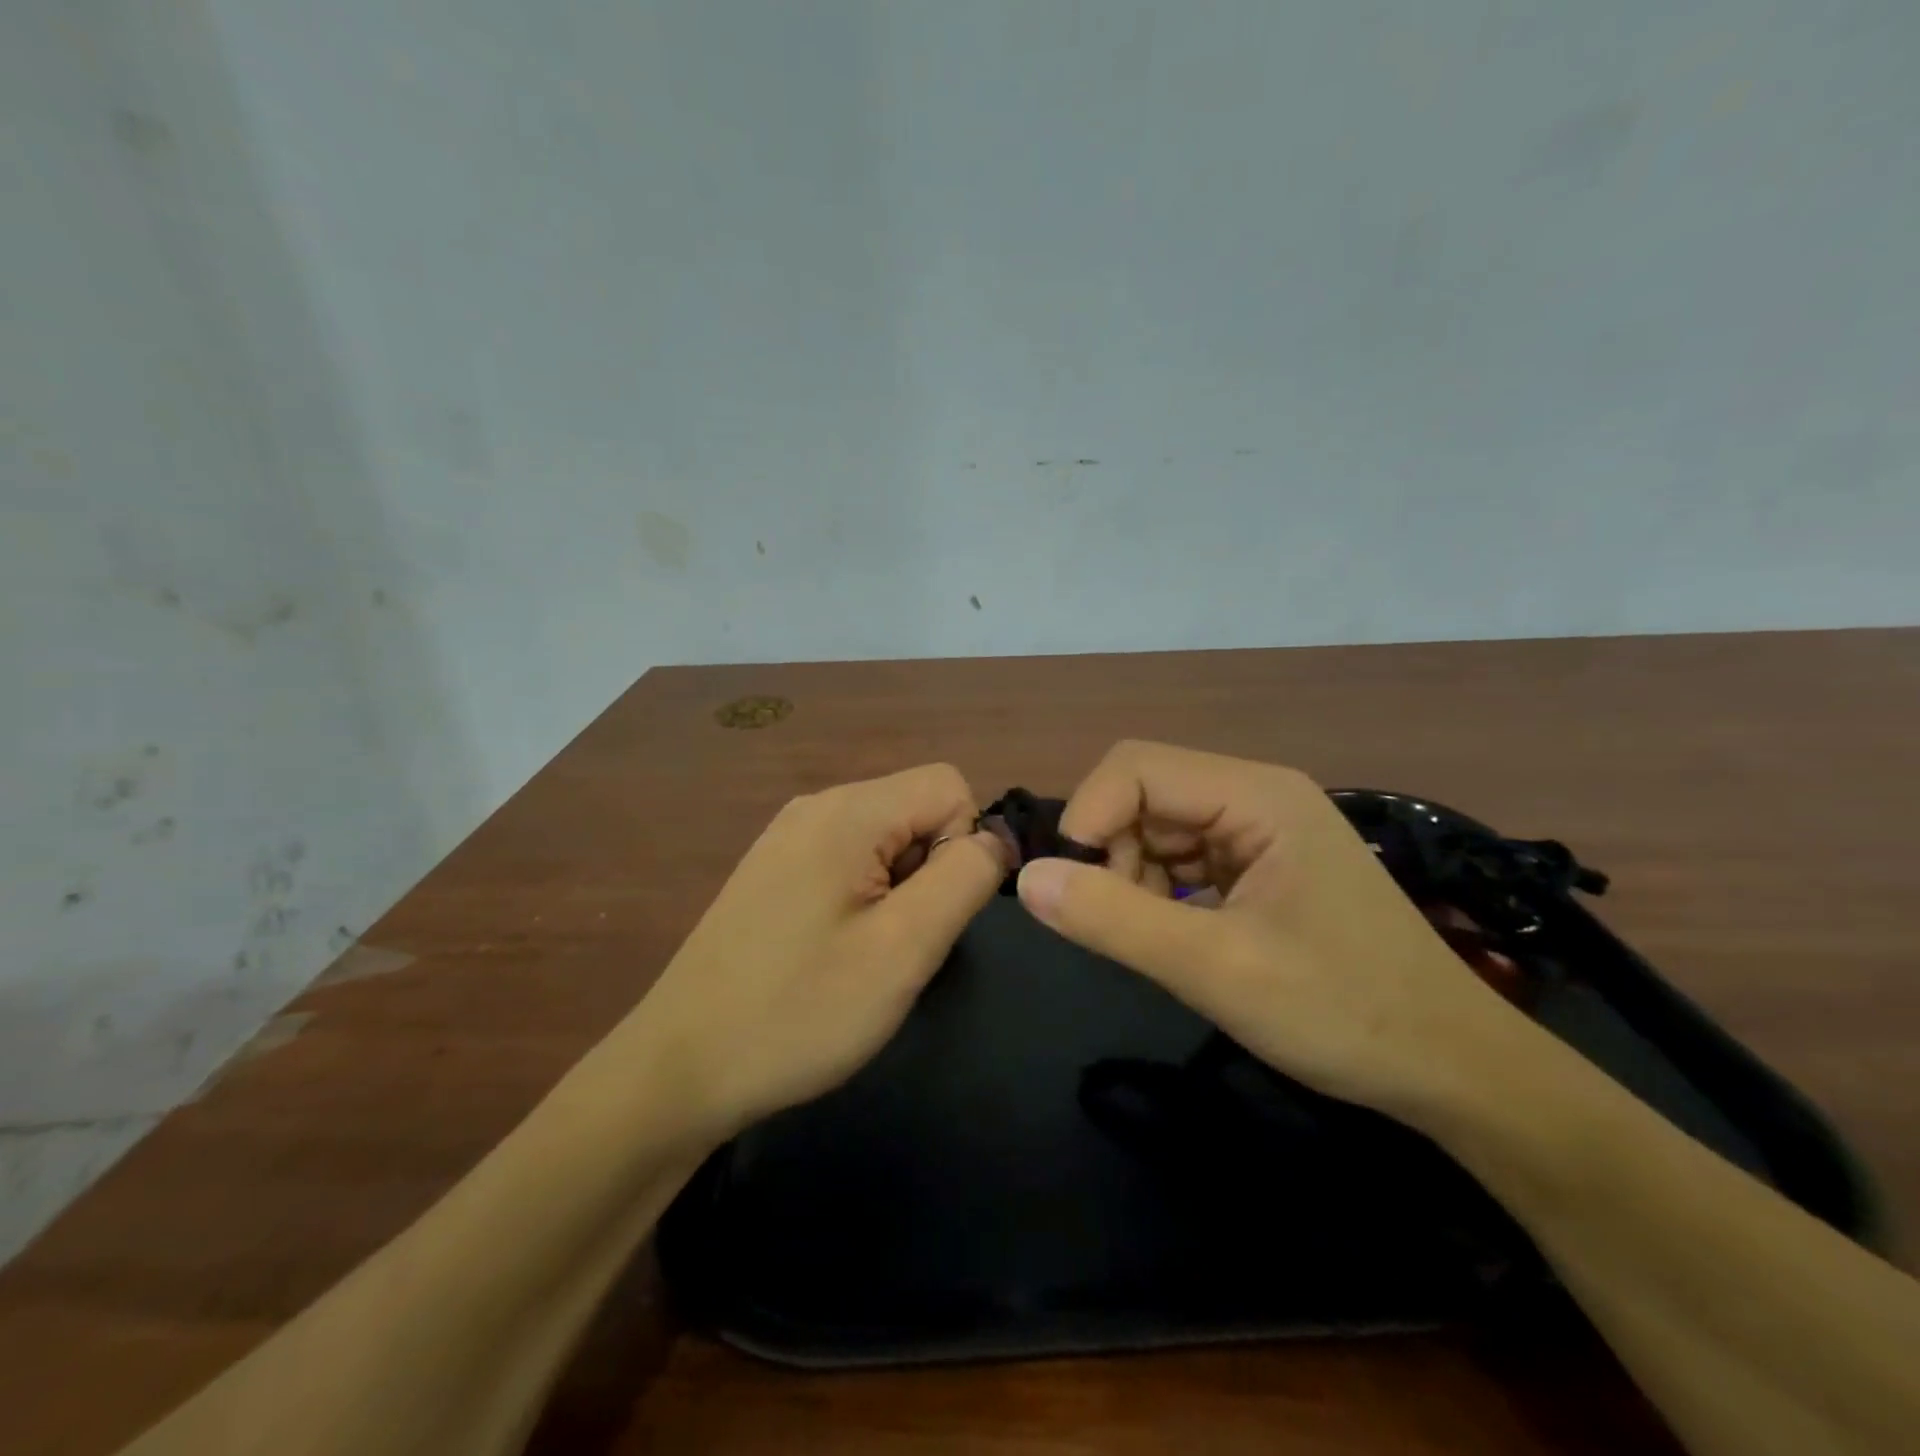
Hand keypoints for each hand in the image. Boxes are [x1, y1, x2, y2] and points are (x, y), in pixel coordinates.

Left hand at [628, 765, 1007, 1141]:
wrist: (680, 1068)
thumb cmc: (800, 1011)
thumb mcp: (904, 948)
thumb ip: (964, 878)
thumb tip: (996, 838)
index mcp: (847, 811)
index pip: (949, 786)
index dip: (963, 847)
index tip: (929, 913)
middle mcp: (817, 805)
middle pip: (916, 808)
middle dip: (930, 870)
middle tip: (896, 942)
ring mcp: (789, 835)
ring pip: (887, 837)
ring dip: (899, 889)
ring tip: (864, 952)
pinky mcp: (775, 867)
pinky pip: (850, 859)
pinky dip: (864, 897)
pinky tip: (833, 951)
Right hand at [1015, 741, 1515, 1119]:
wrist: (1453, 1070)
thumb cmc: (1345, 1013)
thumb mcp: (1218, 970)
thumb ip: (1115, 920)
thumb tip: (1026, 879)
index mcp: (1256, 795)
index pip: (1135, 768)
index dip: (1088, 817)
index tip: (1072, 889)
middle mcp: (1255, 796)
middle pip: (1143, 795)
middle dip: (1111, 853)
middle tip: (1117, 924)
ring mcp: (1259, 832)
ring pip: (1156, 829)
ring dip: (1132, 878)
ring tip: (1154, 942)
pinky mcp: (1259, 868)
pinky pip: (1181, 860)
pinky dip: (1159, 895)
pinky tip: (1179, 940)